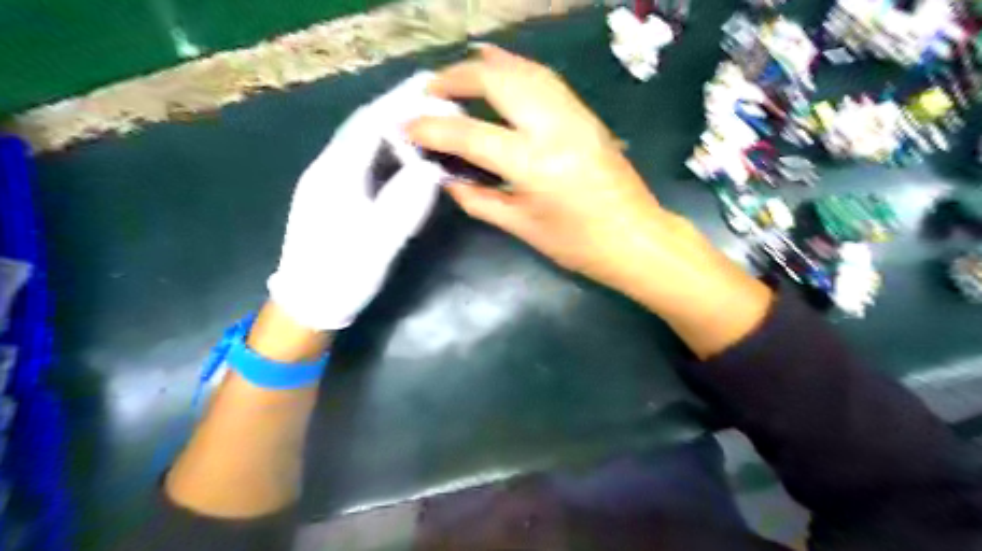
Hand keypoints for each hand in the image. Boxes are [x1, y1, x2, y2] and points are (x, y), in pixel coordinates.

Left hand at [267, 74, 461, 331]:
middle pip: (363, 127)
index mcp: (335, 176)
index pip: (370, 125)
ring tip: (424, 121)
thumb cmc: (341, 276)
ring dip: (392, 127)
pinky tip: (402, 154)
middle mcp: (326, 169)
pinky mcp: (331, 195)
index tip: (432, 88)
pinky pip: (360, 160)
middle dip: (398, 108)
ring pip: (361, 142)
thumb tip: (431, 169)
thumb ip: (404, 204)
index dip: (401, 103)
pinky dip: (385, 149)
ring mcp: (325, 182)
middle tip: (433, 100)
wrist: (306, 304)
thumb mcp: (377, 244)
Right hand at [403, 45, 678, 286]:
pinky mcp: (586, 114)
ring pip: (523, 70)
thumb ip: (479, 199)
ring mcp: (574, 115)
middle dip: (456, 78)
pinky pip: (544, 80)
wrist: (637, 238)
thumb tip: (447, 178)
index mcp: (535, 164)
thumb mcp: (522, 227)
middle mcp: (554, 127)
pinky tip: (499, 72)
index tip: (407, 127)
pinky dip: (515, 70)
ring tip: (456, 77)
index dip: (433, 129)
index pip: (470, 135)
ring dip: (486, 67)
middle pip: (497, 80)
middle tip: (430, 91)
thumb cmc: (579, 245)